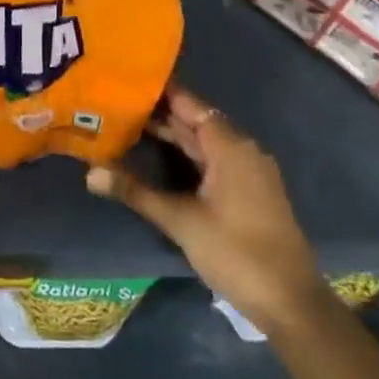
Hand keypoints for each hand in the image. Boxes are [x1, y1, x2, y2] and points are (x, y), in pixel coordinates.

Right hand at [87, 85, 327, 334]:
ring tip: (125, 121)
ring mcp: (246, 172)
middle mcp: (241, 151)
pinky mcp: (245, 192)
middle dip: (157, 111)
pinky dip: (182, 154)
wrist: (289, 302)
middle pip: (195, 121)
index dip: (160, 90)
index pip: (191, 104)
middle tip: (114, 99)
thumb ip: (135, 191)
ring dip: (168, 133)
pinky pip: (209, 159)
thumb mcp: (180, 220)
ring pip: (201, 142)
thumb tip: (89, 172)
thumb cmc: (236, 252)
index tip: (124, 77)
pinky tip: (154, 156)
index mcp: (231, 147)